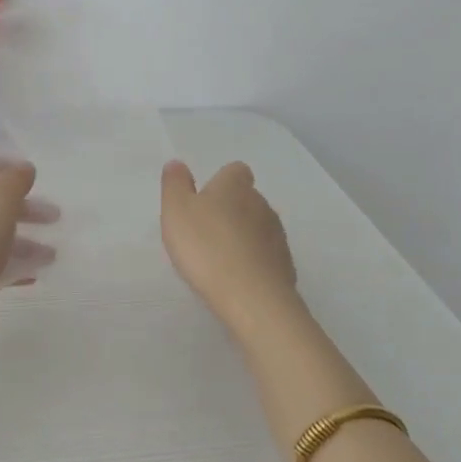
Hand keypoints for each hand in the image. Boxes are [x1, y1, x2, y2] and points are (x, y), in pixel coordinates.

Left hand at [0, 154, 58, 291]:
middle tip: (53, 217)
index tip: (27, 177)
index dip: (2, 164)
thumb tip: (24, 168)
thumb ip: (15, 180)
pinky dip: (10, 262)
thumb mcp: (0, 199)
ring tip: (50, 255)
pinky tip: (32, 274)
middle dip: (24, 207)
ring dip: (23, 239)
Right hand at [160, 160, 304, 337]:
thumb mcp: (176, 210)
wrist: (251, 297)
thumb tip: (178, 163)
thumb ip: (175, 184)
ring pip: (258, 227)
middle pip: (247, 199)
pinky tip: (236, 279)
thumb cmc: (206, 247)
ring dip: (242, 237)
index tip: (204, 200)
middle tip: (205, 233)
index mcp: (235, 186)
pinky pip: (266, 256)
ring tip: (219, 259)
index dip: (221, 182)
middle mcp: (261, 204)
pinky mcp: (285, 265)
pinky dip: (253, 262)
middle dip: (230, 211)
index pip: (235, 171)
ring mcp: (277, 235)